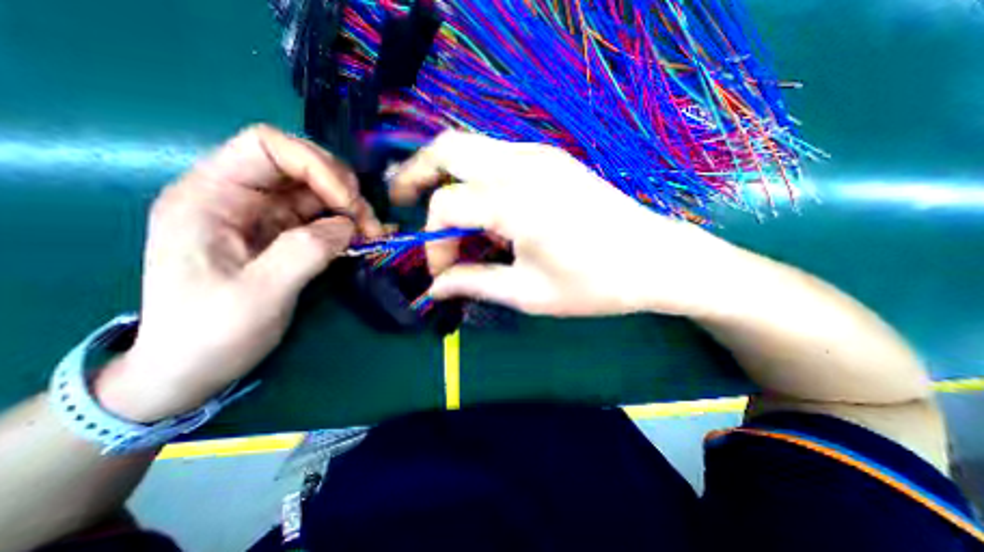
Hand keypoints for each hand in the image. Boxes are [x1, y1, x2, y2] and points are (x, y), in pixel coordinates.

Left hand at [94, 124, 378, 421]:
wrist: (193, 367)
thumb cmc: (212, 333)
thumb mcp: (260, 293)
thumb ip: (306, 250)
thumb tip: (348, 225)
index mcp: (211, 197)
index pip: (267, 146)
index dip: (315, 165)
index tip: (348, 203)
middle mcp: (238, 197)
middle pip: (301, 166)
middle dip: (342, 189)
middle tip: (368, 224)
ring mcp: (264, 216)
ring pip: (319, 191)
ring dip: (352, 209)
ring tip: (372, 235)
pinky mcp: (284, 235)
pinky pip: (324, 216)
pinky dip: (349, 224)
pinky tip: (366, 238)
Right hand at [388, 129, 742, 315]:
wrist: (656, 260)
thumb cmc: (597, 284)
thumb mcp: (530, 294)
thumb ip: (475, 284)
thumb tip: (436, 287)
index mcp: (517, 201)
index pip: (447, 206)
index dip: (434, 241)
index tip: (443, 272)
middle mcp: (523, 165)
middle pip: (447, 148)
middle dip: (417, 173)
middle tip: (403, 198)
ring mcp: (539, 155)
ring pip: (470, 148)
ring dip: (448, 176)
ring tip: (445, 214)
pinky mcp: (550, 159)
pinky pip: (495, 157)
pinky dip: (475, 177)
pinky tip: (485, 210)